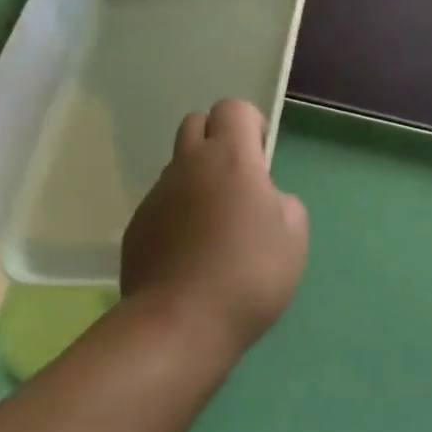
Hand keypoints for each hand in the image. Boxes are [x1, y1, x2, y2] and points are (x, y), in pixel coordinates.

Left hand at [120, 99, 308, 359]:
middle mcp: (188, 165)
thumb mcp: (295, 235)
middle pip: (196, 123)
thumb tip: (264, 200)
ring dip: (197, 178)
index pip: (233, 108)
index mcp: (230, 157)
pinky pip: (161, 203)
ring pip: (177, 165)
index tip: (261, 159)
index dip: (251, 125)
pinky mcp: (136, 226)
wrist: (182, 323)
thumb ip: (282, 202)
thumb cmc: (250, 273)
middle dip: (217, 139)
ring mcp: (156, 195)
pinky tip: (190, 252)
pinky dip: (177, 213)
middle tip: (237, 181)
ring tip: (214, 224)